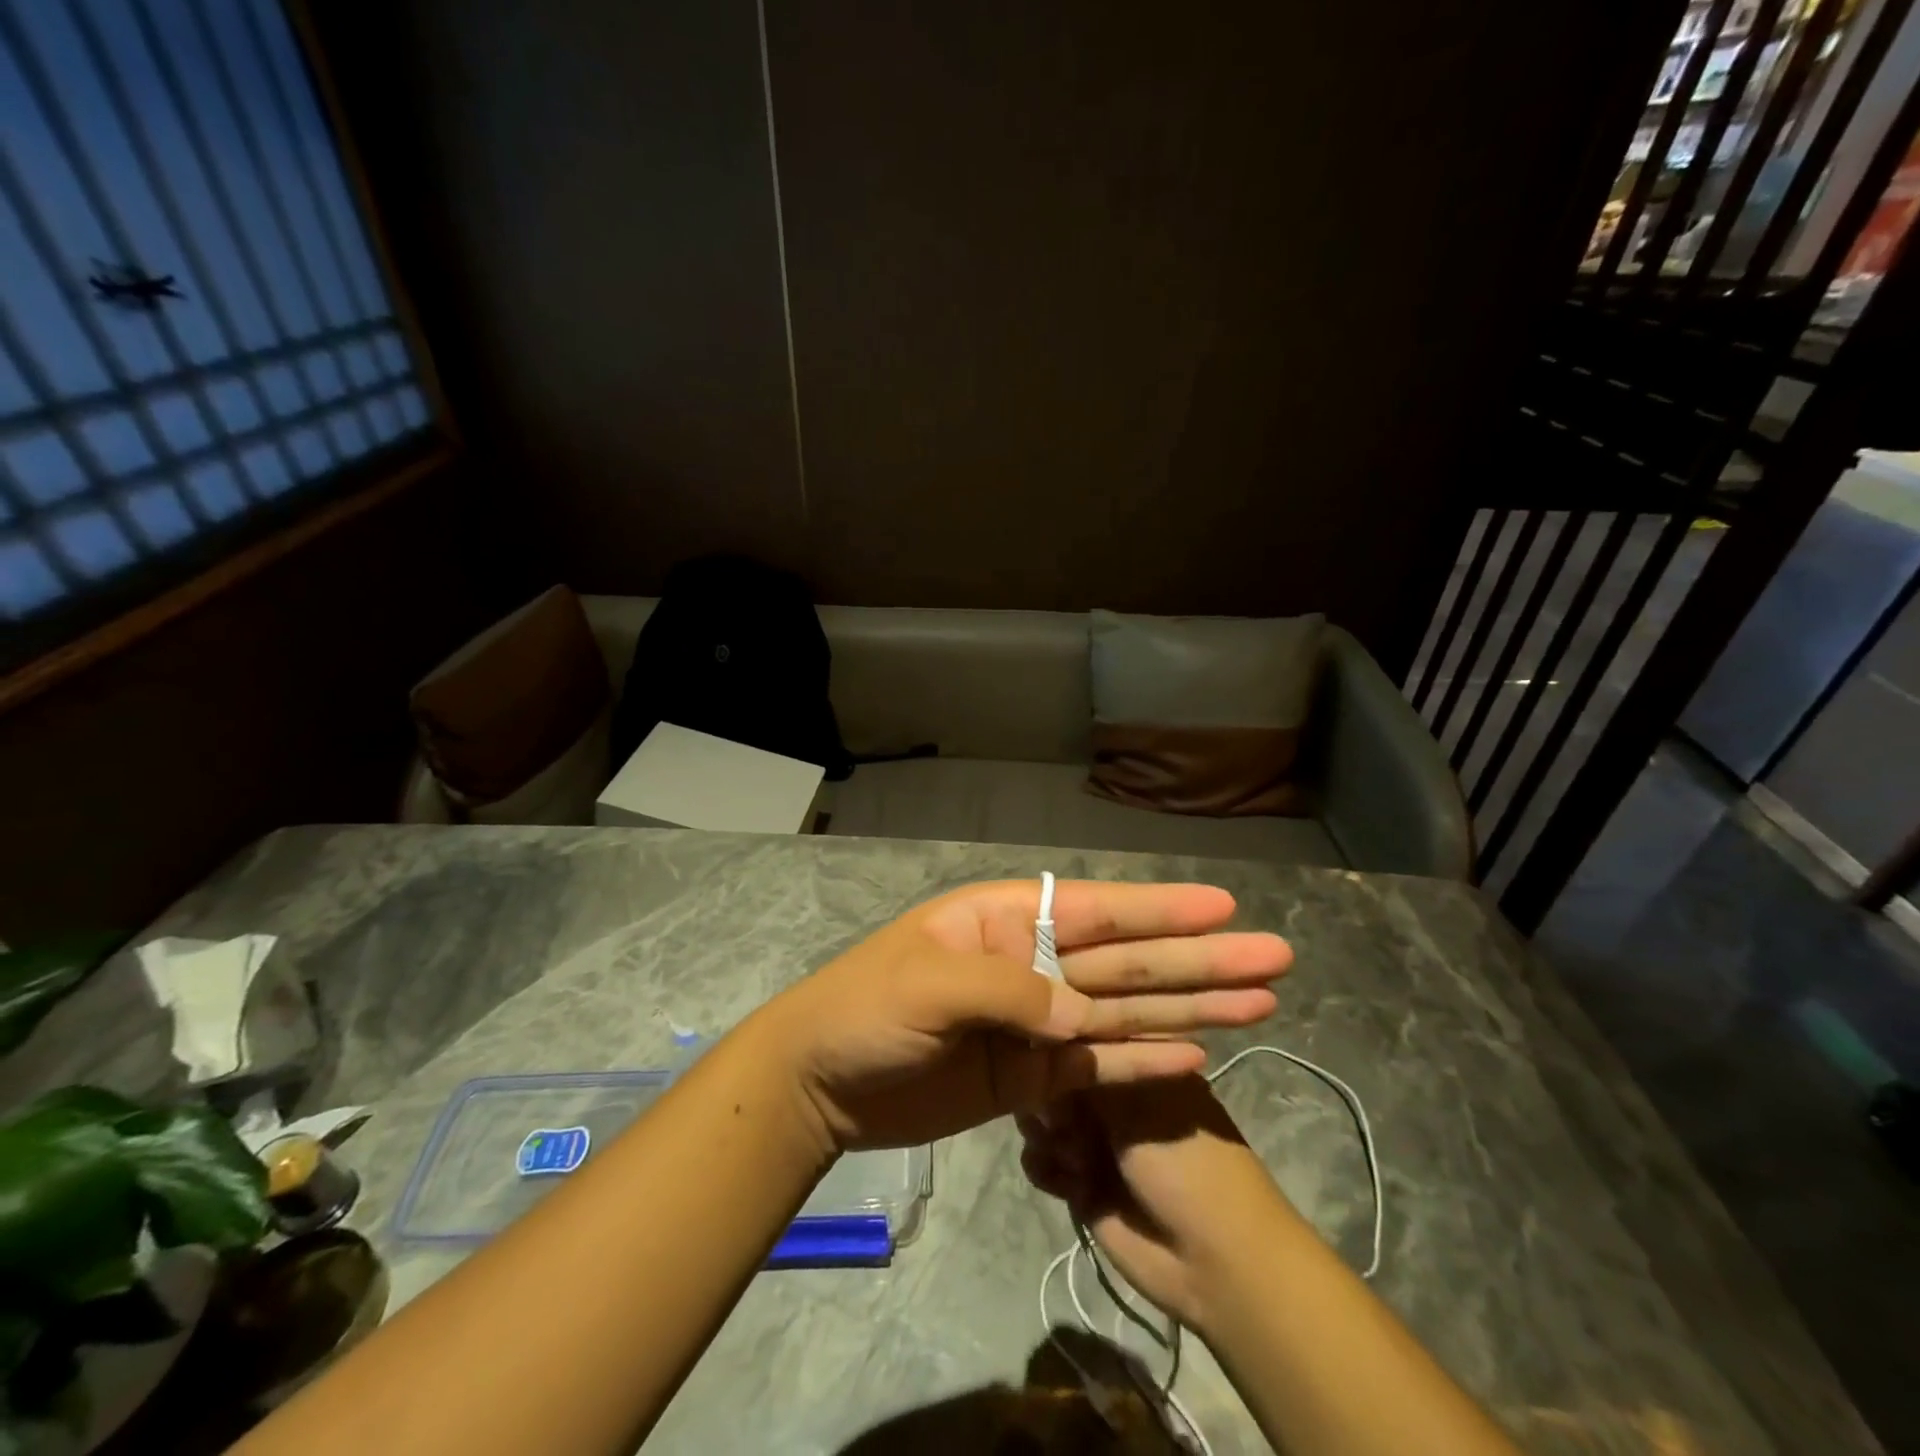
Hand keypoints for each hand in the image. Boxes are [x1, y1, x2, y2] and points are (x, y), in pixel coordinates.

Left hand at [758, 879, 1289, 1152]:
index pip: (1097, 910)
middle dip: (1198, 959)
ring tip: (1259, 1003)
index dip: (1161, 910)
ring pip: (1125, 1009)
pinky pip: (1099, 1063)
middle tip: (1275, 958)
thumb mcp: (927, 984)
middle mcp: (1033, 961)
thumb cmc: (864, 1009)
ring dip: (1190, 1007)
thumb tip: (1082, 1015)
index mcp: (1007, 920)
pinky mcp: (1032, 1075)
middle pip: (1127, 960)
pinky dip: (1145, 1059)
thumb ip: (1009, 991)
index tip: (1224, 908)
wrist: (820, 1082)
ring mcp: (1036, 1020)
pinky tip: (1197, 1053)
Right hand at [1018, 1077, 1293, 1330]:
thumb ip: (1087, 1074)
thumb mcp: (1140, 1106)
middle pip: (1058, 1081)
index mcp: (1139, 1069)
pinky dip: (1044, 1167)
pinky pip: (1043, 1162)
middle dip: (1048, 1096)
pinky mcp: (1082, 1184)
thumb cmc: (1187, 1165)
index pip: (1086, 1043)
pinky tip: (1065, 1180)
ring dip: (1045, 1134)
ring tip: (1070, 1156)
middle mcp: (1115, 1099)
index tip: (1049, 1062)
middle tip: (1059, 1120)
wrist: (1214, 1263)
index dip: (1062, 1051)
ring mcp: (1097, 1141)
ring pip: (1045, 1120)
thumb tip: (1044, 1051)